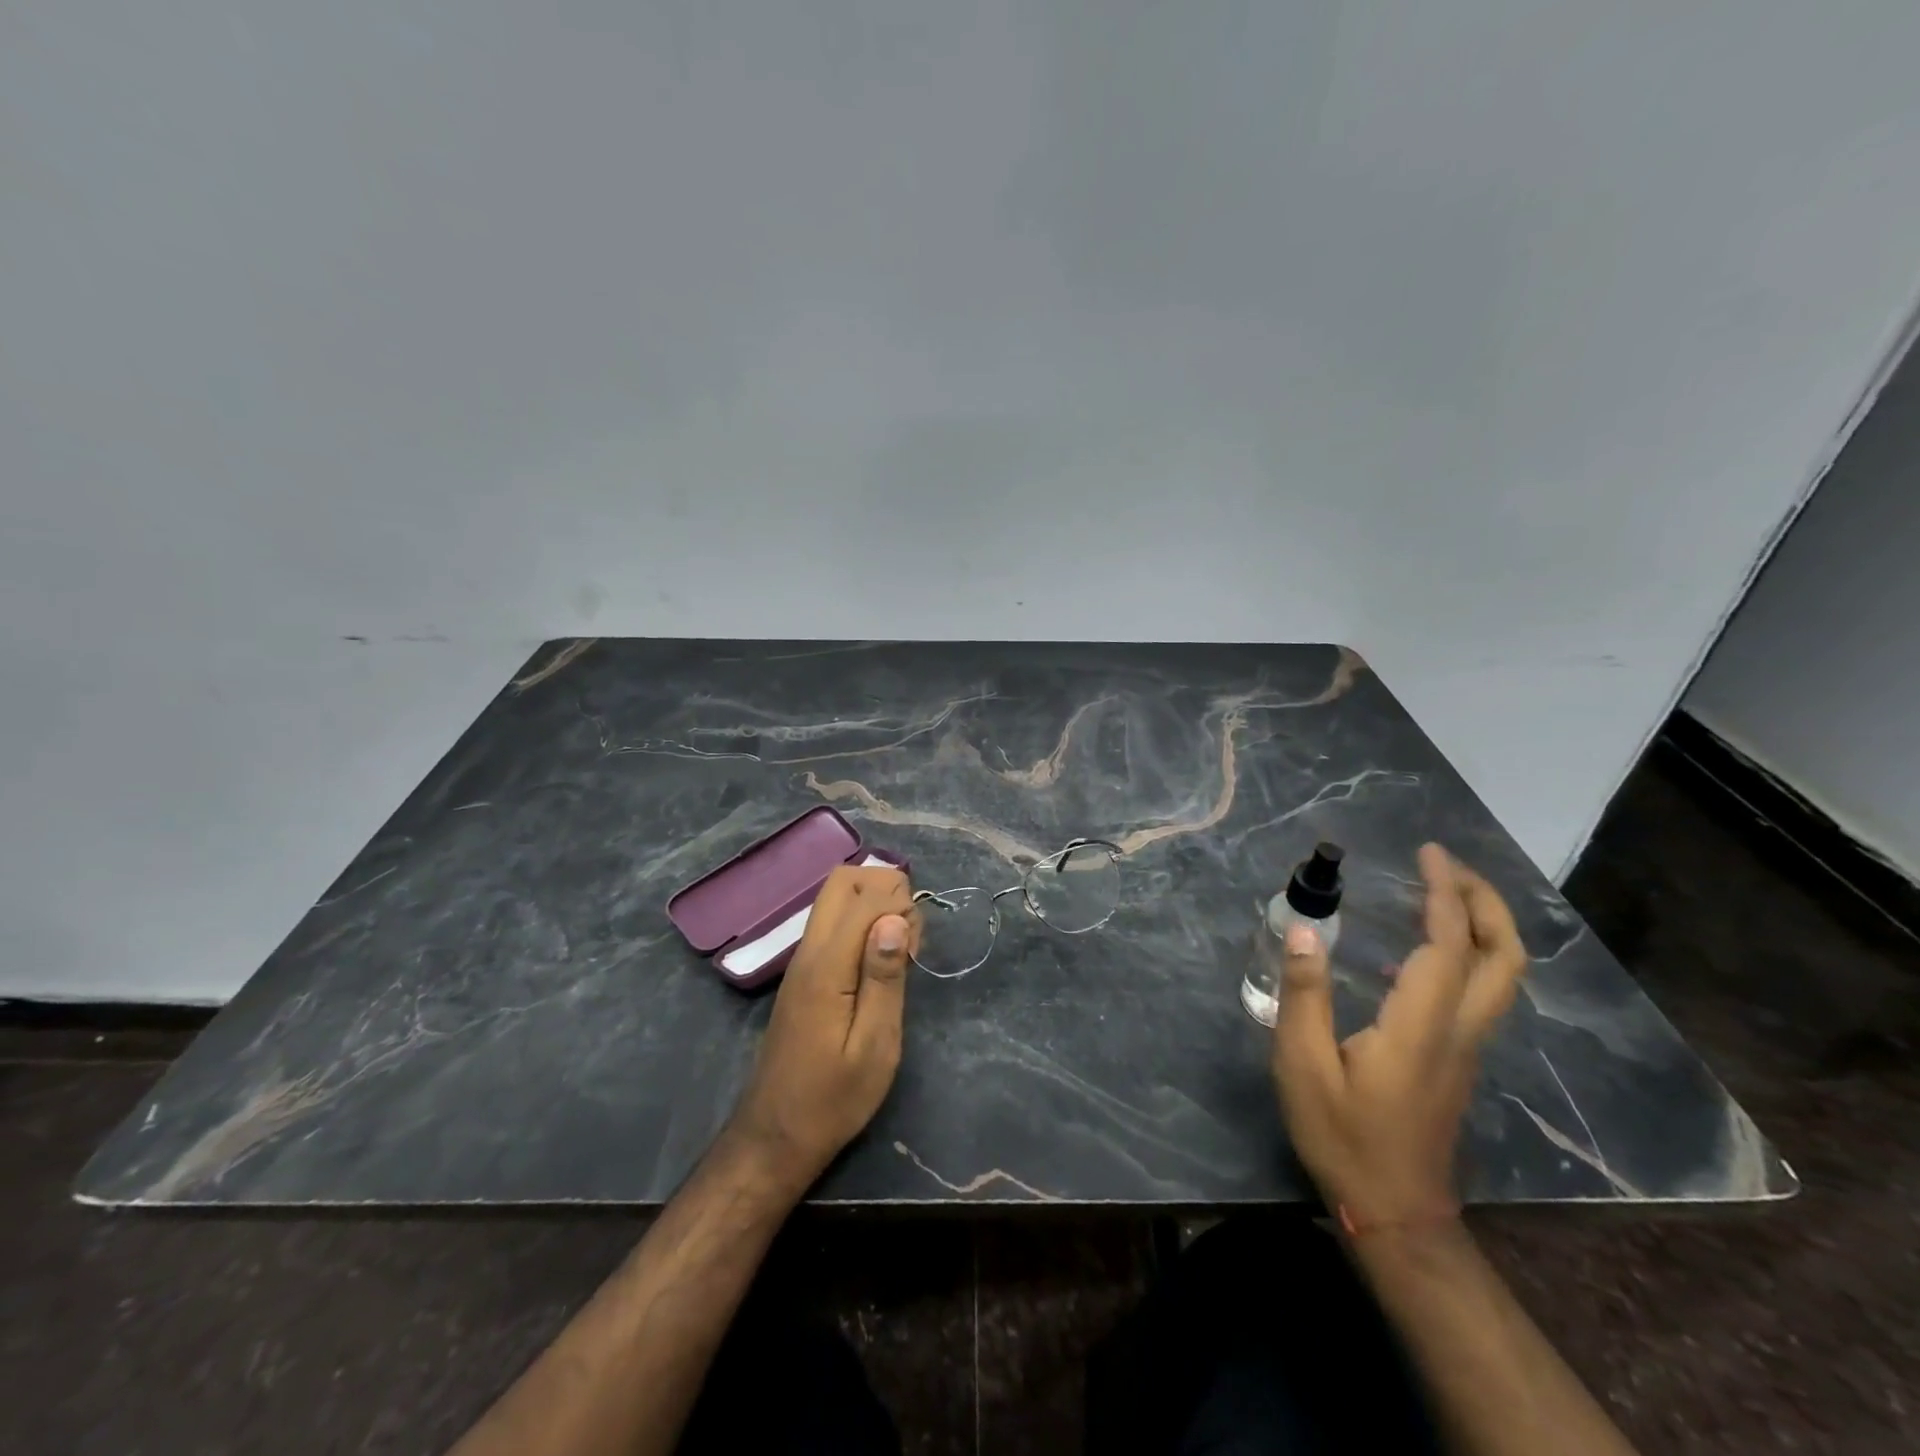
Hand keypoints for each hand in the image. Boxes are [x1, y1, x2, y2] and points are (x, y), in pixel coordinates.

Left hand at [728, 865, 919, 1191]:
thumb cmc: (833, 1099)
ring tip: (900, 951)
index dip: (901, 904)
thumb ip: (884, 978)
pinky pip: (833, 923)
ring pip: (837, 898)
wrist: (776, 1136)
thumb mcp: (875, 1046)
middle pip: (843, 880)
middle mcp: (809, 950)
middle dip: (886, 888)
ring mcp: (803, 960)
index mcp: (826, 966)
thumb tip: (895, 918)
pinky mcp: (805, 973)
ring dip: (875, 904)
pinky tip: (880, 963)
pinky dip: (863, 923)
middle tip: (909, 935)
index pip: (865, 896)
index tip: (916, 947)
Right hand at [1272, 843, 1527, 1228]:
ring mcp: (1466, 1047)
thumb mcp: (1303, 1064)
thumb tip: (1304, 930)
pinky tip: (1416, 949)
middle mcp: (1459, 1030)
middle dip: (1485, 902)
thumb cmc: (1342, 1134)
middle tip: (1446, 866)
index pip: (1449, 946)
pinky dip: (1466, 952)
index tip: (1428, 853)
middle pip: (1504, 957)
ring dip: (1481, 925)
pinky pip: (1480, 991)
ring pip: (1501, 976)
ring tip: (1437, 892)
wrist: (1393, 1210)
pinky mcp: (1457, 1058)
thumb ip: (1304, 995)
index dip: (1444, 894)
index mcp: (1421, 1025)